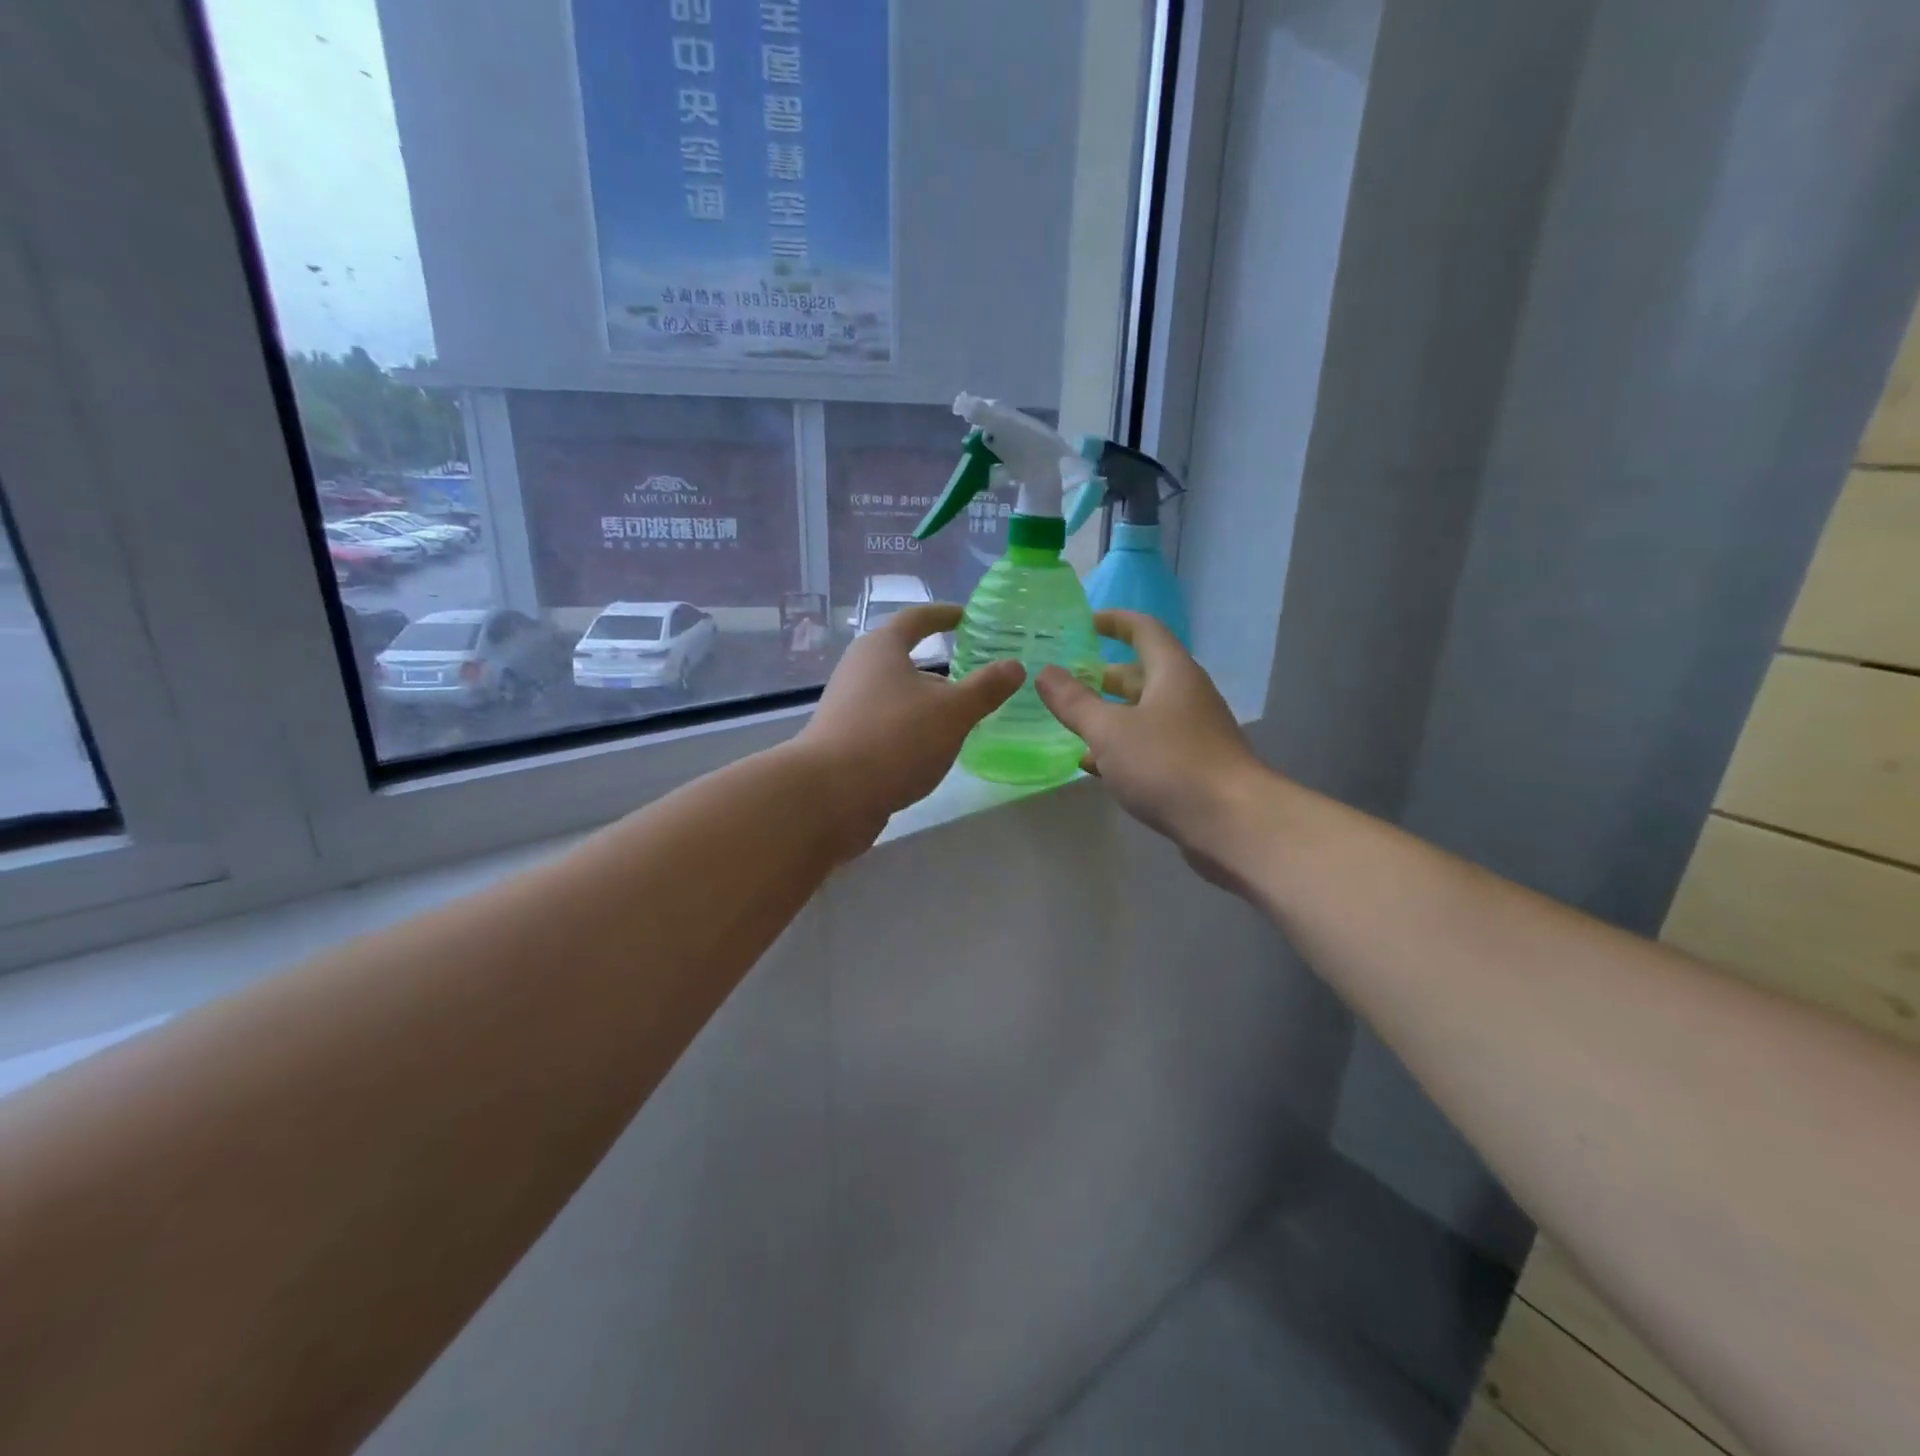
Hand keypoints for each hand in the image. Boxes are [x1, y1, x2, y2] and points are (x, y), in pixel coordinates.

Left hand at [795, 603, 1023, 853]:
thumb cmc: (894, 739)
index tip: (967, 617)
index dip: (944, 615)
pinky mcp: (845, 741)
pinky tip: (932, 750)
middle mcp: (859, 670)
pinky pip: (888, 724)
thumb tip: (1015, 665)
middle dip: (941, 668)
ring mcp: (848, 707)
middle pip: (904, 658)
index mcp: (881, 648)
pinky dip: (912, 728)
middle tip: (976, 676)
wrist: (829, 796)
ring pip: (897, 695)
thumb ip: (986, 688)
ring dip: (927, 702)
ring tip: (961, 718)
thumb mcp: (952, 712)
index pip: (917, 619)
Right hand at [1034, 611, 1265, 873]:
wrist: (1231, 822)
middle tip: (1064, 681)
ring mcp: (1192, 732)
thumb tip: (1045, 672)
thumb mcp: (1110, 731)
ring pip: (1143, 713)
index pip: (1143, 629)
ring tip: (1070, 723)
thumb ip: (1075, 702)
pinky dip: (1121, 748)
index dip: (1113, 621)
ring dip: (1109, 715)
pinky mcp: (1192, 766)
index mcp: (1171, 673)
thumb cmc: (1168, 764)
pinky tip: (1093, 764)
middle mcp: (1186, 695)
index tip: (1082, 624)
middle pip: (1141, 673)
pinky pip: (1150, 745)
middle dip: (1102, 675)